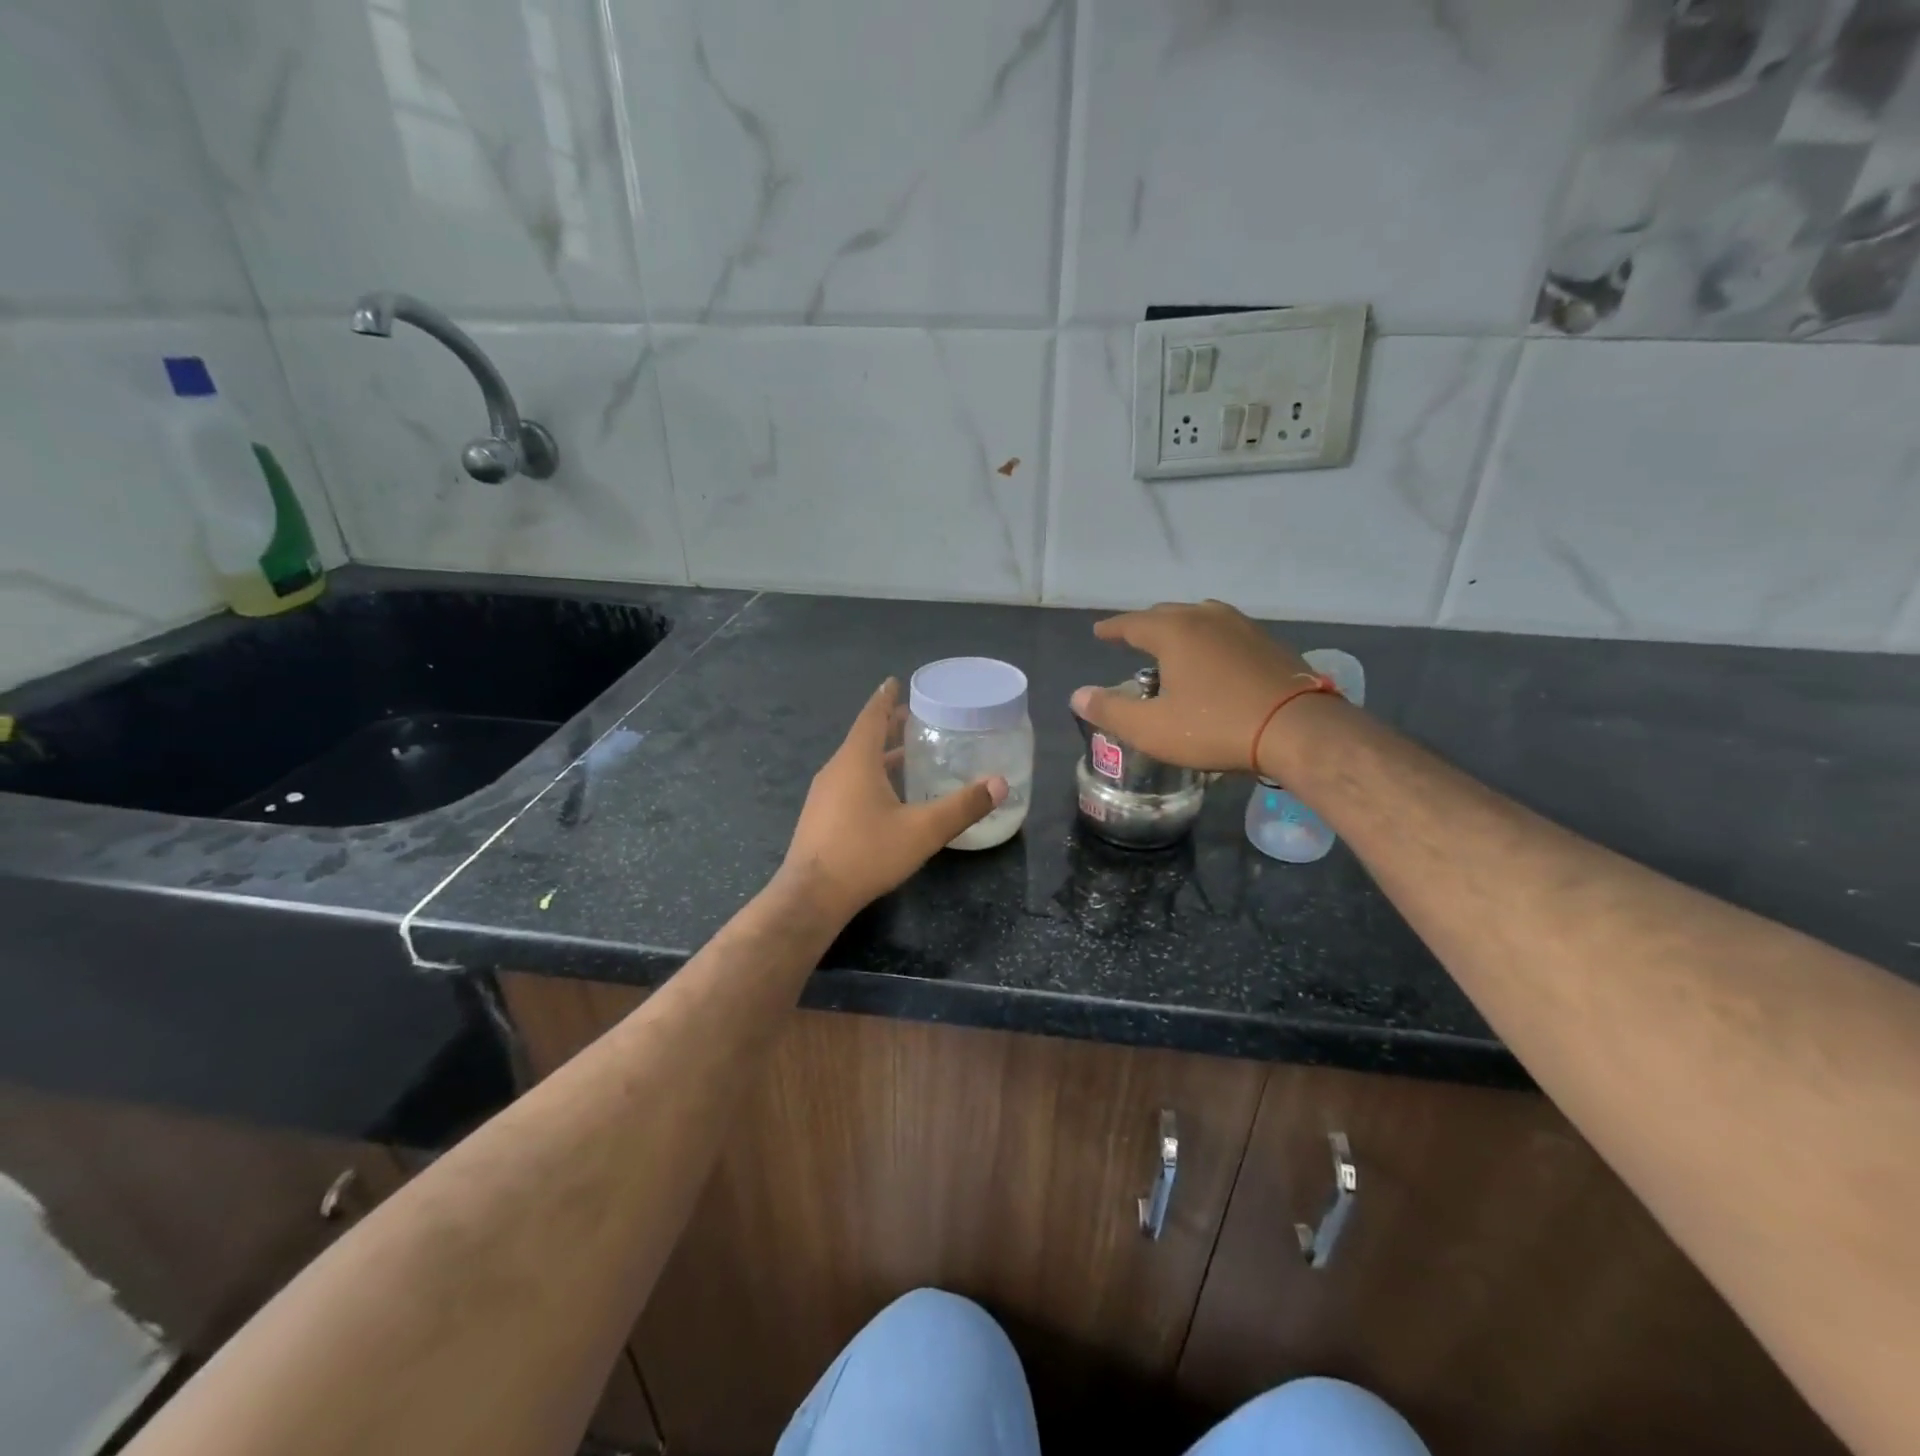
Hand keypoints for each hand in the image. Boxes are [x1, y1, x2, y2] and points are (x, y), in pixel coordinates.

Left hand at [782, 678, 1007, 921]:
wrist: (812, 896)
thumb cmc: (866, 853)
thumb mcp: (922, 830)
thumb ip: (962, 806)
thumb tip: (1000, 783)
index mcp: (856, 761)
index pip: (872, 717)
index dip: (886, 698)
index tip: (895, 681)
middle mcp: (836, 770)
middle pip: (864, 737)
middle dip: (888, 726)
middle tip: (915, 718)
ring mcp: (824, 794)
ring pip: (855, 762)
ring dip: (880, 754)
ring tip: (907, 754)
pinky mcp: (821, 816)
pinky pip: (849, 783)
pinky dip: (870, 775)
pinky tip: (887, 796)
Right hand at [1070, 600, 1328, 773]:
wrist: (1297, 729)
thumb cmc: (1215, 726)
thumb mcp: (1151, 728)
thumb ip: (1109, 710)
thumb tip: (1077, 695)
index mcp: (1174, 631)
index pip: (1132, 623)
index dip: (1112, 629)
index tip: (1099, 632)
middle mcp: (1206, 618)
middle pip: (1166, 614)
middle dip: (1145, 626)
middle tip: (1131, 639)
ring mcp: (1242, 626)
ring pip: (1200, 618)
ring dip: (1180, 629)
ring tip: (1171, 646)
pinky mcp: (1268, 643)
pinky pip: (1225, 632)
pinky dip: (1208, 640)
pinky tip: (1212, 660)